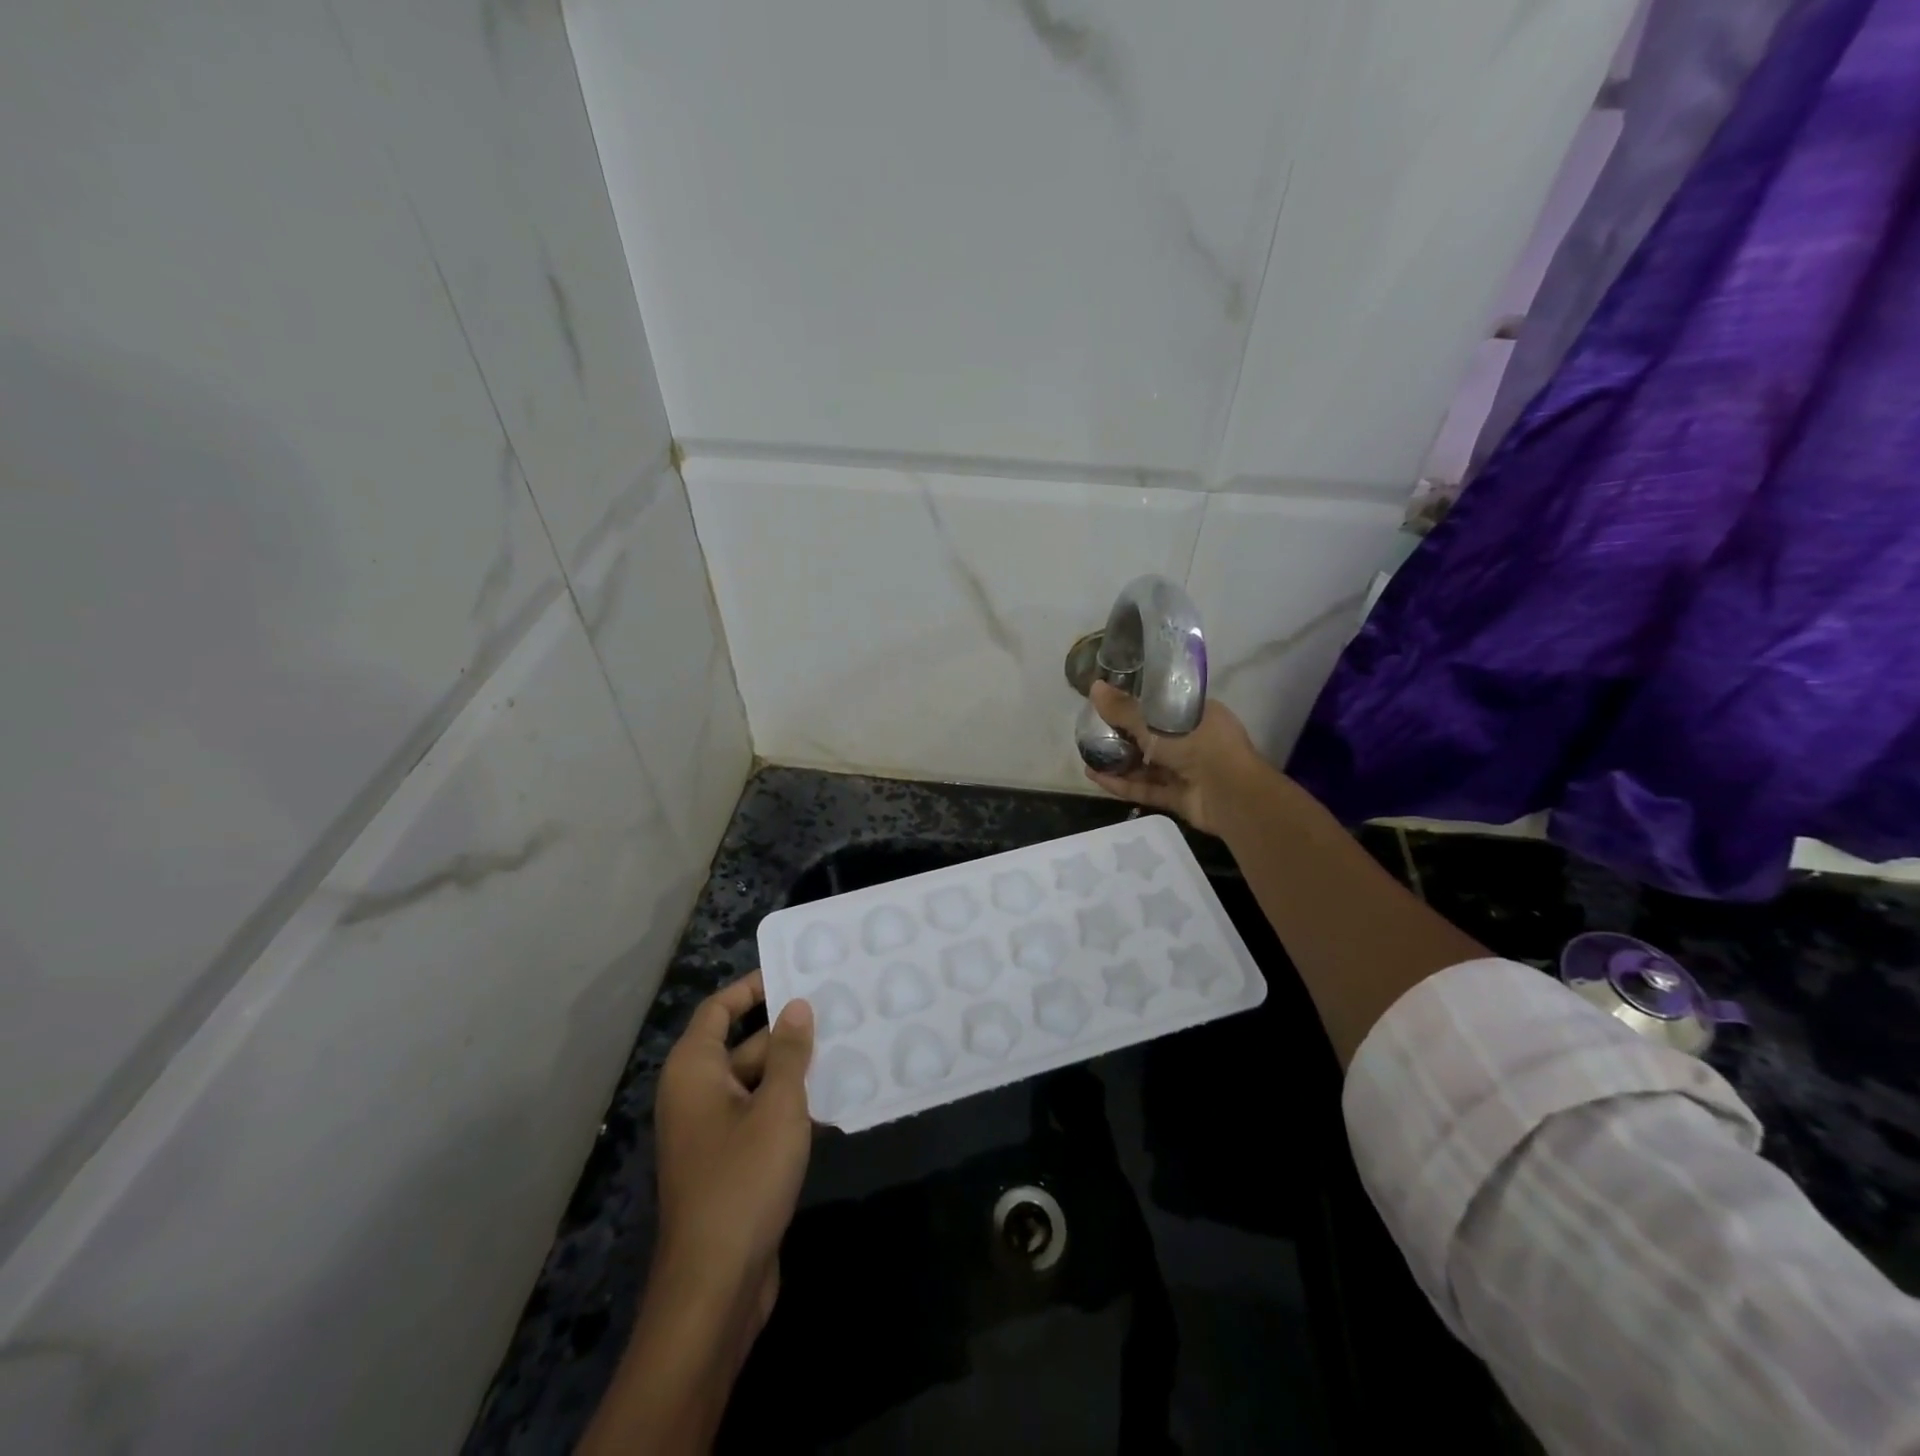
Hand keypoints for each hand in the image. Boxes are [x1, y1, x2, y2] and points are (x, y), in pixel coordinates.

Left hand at [652, 971, 813, 1334]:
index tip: (793, 972)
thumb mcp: (777, 1107)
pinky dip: (789, 1105)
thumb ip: (789, 1052)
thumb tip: (796, 1006)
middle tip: (835, 1010)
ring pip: (755, 1083)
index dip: (752, 987)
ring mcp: (711, 1131)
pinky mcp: (729, 1162)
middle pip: (741, 1045)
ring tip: (845, 1047)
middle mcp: (695, 1094)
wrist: (715, 1285)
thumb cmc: (743, 1180)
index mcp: (694, 1071)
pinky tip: (833, 1101)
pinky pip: (760, 1116)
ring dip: (793, 1070)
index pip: (719, 1009)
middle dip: (785, 1031)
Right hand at [1083, 680, 1262, 836]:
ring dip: (1118, 762)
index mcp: (1196, 714)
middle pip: (1152, 736)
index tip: (1110, 703)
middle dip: (1122, 736)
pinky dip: (1123, 784)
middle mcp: (1193, 740)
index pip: (1163, 705)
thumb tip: (1094, 687)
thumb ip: (1124, 709)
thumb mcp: (1157, 722)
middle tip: (1092, 731)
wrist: (1231, 795)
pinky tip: (1095, 777)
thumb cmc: (1199, 745)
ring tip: (1087, 756)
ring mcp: (1186, 771)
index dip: (1137, 703)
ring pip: (1147, 765)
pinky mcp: (1178, 797)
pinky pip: (1146, 787)